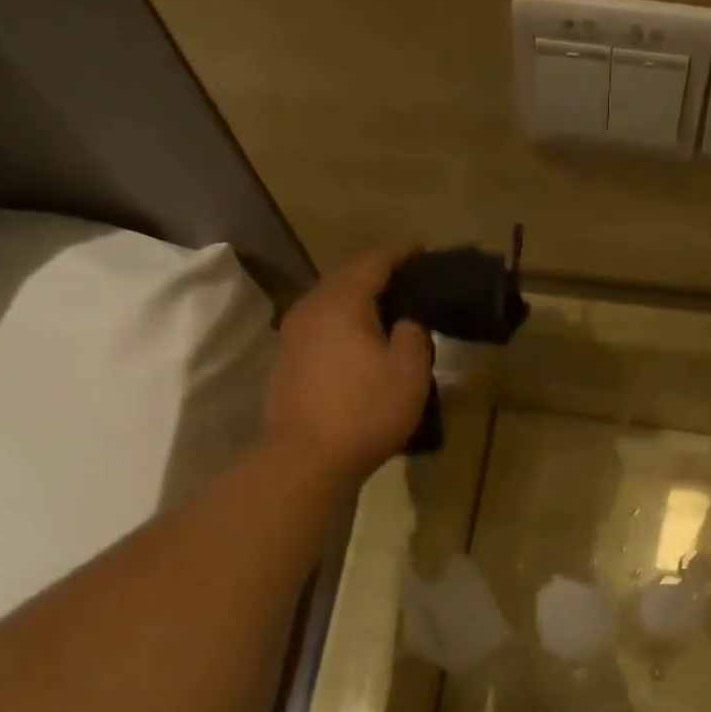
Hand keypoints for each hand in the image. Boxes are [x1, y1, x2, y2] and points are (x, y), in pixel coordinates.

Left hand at [263, 251, 432, 479]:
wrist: (306, 458)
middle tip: (410, 287)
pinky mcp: (286, 363)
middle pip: (347, 279)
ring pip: (331, 306)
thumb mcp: (409, 372)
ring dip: (358, 306)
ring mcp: (292, 336)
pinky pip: (321, 331)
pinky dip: (343, 330)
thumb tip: (404, 321)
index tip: (424, 253)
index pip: (374, 261)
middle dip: (378, 278)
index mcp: (342, 300)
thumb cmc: (365, 410)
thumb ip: (413, 335)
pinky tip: (359, 349)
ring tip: (387, 318)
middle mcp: (310, 307)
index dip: (402, 254)